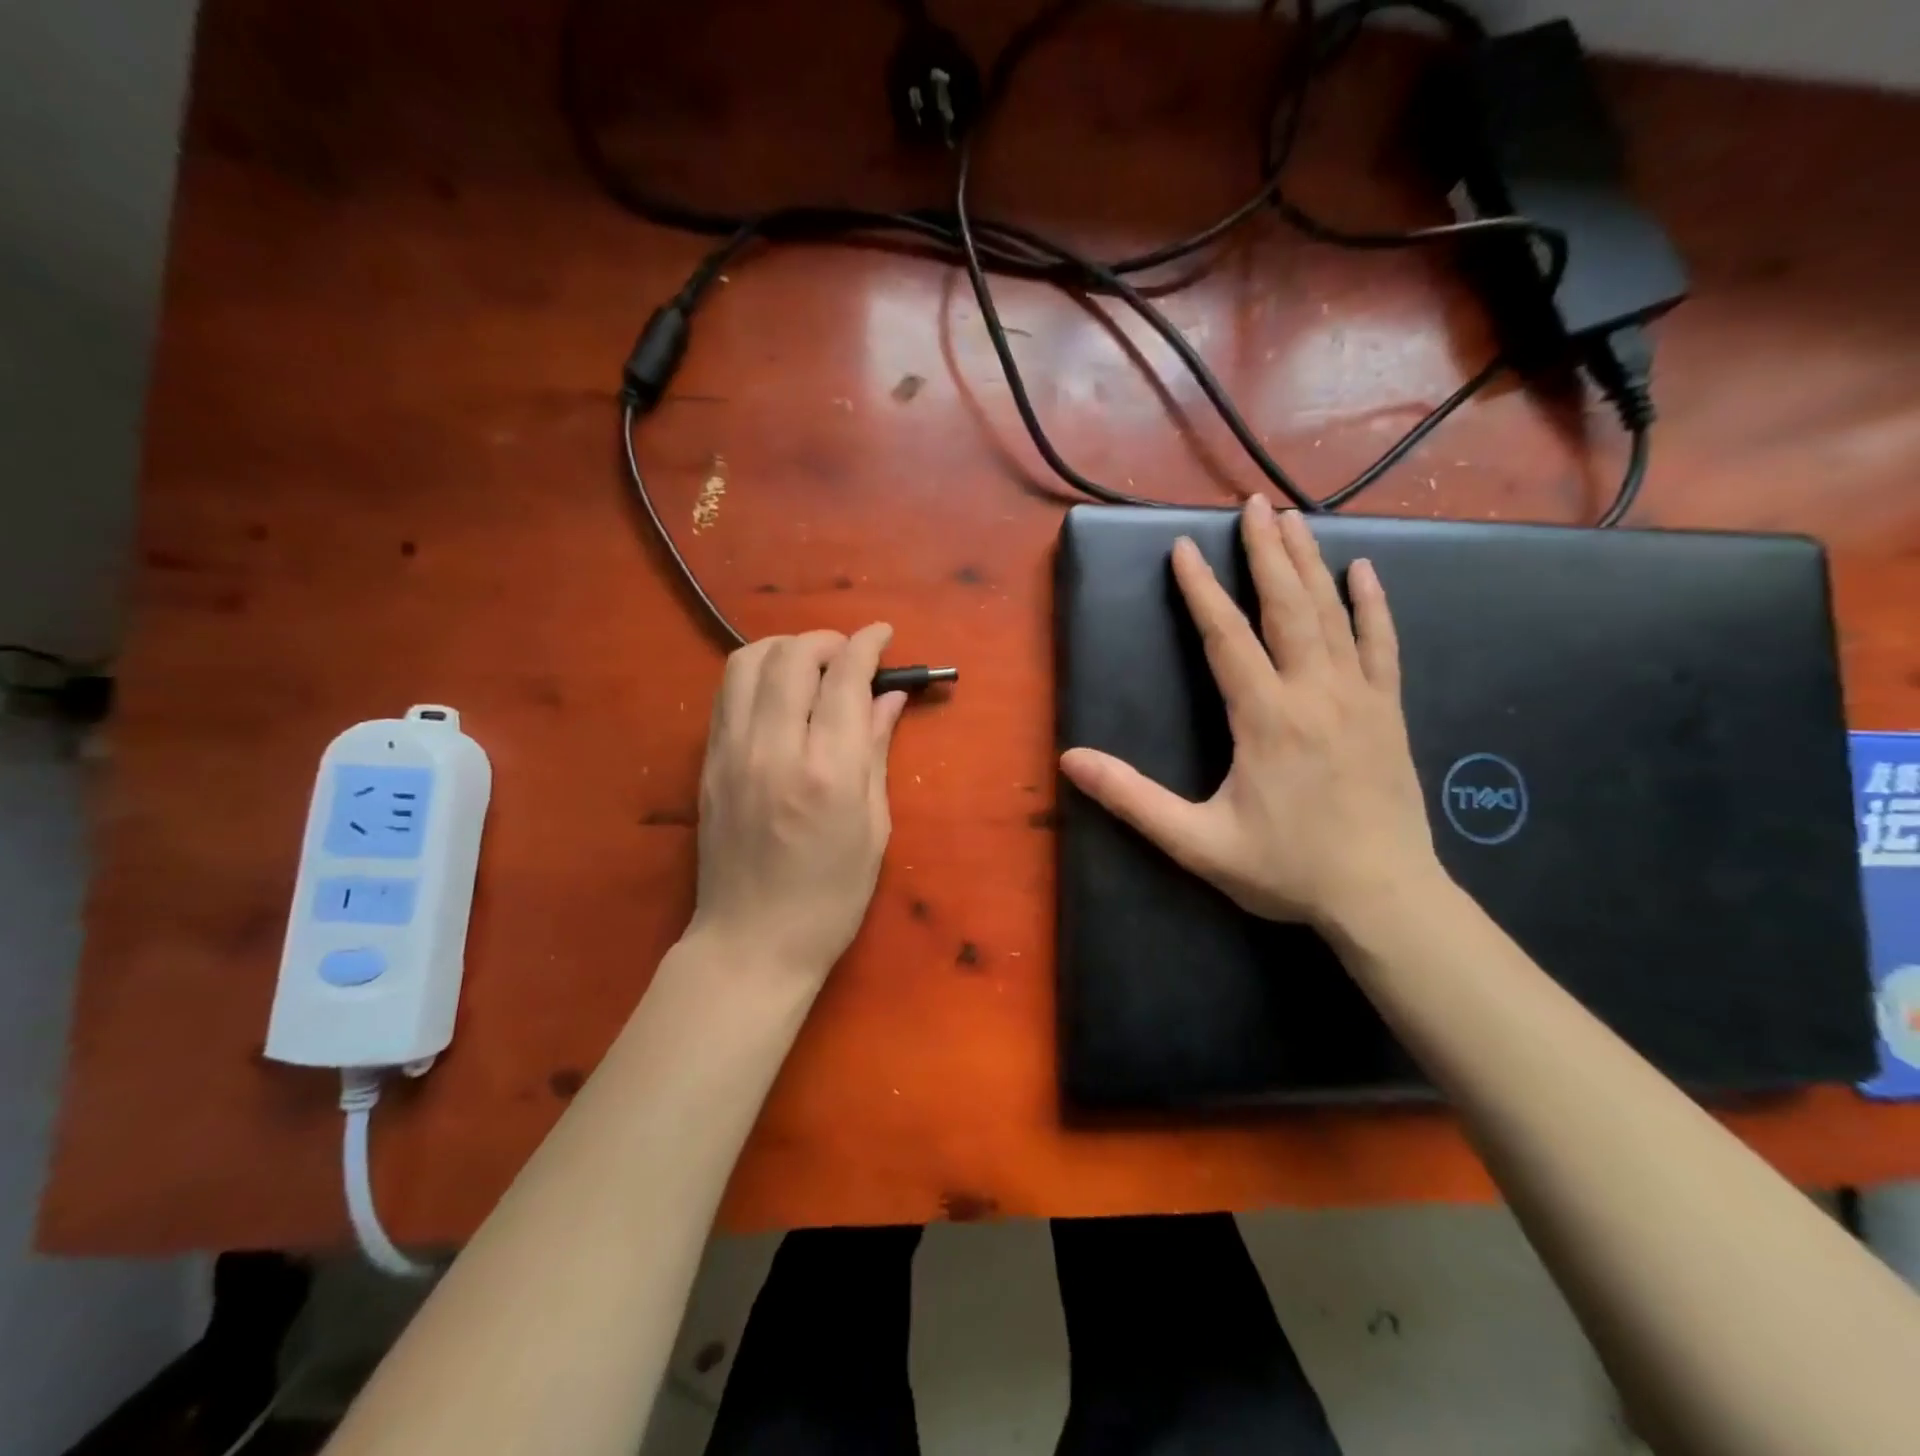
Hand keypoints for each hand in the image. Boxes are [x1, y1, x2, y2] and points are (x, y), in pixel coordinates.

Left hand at [690, 624, 907, 984]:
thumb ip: (877, 752)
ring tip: (811, 667)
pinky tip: (777, 694)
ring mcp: (732, 752)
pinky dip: (755, 674)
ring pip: (748, 661)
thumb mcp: (873, 828)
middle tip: (850, 656)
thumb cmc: (831, 898)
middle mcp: (775, 748)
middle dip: (827, 640)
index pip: (846, 678)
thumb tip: (890, 698)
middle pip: (794, 655)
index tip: (882, 634)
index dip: (867, 644)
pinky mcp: (707, 762)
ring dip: (785, 648)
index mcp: (829, 771)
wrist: (751, 942)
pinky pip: (726, 693)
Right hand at [1060, 496, 1442, 931]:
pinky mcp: (1389, 710)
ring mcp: (1359, 696)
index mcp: (1266, 717)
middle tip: (1253, 503)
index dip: (1201, 590)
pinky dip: (1371, 604)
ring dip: (1309, 562)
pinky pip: (1381, 643)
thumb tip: (1072, 760)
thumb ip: (1133, 799)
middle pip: (1287, 605)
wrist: (1385, 899)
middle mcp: (1314, 692)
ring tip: (1293, 518)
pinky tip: (1363, 571)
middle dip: (1266, 551)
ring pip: (1332, 613)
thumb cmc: (1287, 870)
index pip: (1227, 637)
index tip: (1184, 548)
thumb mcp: (1197, 842)